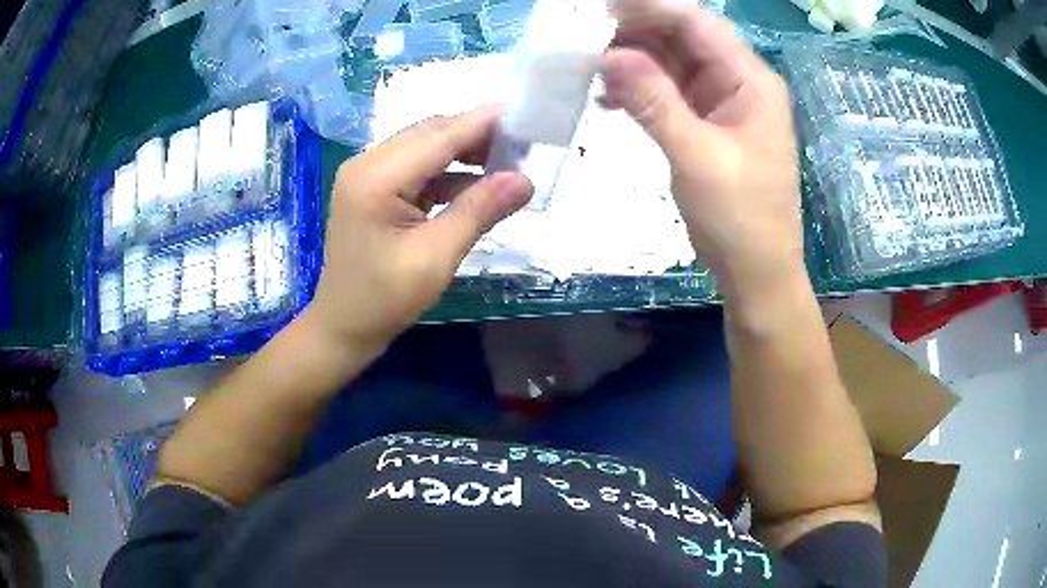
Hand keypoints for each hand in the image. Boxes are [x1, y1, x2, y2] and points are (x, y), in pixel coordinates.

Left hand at [305, 107, 533, 353]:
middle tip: (522, 143)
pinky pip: (416, 169)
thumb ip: (479, 211)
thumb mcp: (436, 257)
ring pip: (424, 148)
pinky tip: (476, 185)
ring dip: (463, 153)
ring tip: (506, 163)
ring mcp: (367, 174)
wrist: (343, 327)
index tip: (524, 112)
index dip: (483, 122)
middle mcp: (367, 164)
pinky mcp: (372, 188)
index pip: (439, 136)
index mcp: (376, 177)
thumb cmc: (384, 299)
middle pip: (430, 134)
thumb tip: (525, 180)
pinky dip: (447, 173)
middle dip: (476, 135)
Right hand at [602, 1, 803, 299]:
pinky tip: (607, 99)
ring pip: (672, 64)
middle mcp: (738, 83)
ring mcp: (722, 103)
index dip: (649, 9)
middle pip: (682, 38)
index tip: (599, 11)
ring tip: (586, 67)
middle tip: (582, 39)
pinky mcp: (708, 124)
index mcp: (750, 81)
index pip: (696, 23)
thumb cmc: (740, 219)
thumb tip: (608, 56)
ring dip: (632, 62)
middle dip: (634, 34)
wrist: (757, 273)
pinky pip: (669, 93)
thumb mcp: (697, 157)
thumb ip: (654, 101)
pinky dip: (639, 90)